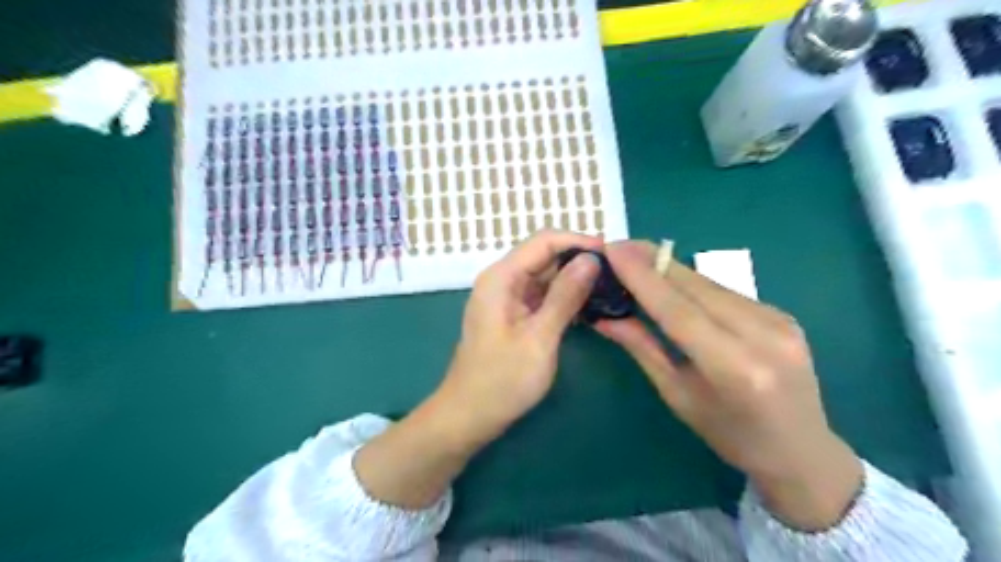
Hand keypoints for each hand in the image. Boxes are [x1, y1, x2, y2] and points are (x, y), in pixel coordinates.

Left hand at [354, 228, 600, 508]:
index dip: (578, 241)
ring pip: (545, 275)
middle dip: (578, 260)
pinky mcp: (513, 313)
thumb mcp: (539, 338)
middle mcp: (502, 279)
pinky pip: (542, 295)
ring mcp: (506, 297)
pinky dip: (563, 297)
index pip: (544, 241)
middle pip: (544, 255)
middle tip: (616, 275)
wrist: (469, 415)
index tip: (612, 254)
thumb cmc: (502, 381)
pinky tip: (588, 306)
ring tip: (609, 289)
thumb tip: (591, 259)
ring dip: (574, 279)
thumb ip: (565, 296)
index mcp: (501, 277)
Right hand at [597, 242, 863, 529]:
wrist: (802, 450)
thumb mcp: (678, 396)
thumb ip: (643, 349)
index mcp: (733, 368)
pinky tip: (673, 283)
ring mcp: (779, 320)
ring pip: (710, 283)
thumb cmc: (729, 435)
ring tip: (638, 260)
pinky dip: (694, 284)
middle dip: (652, 261)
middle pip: (695, 286)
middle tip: (618, 245)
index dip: (642, 276)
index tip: (613, 249)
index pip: (678, 310)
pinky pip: (726, 292)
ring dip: (671, 269)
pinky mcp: (783, 313)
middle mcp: (762, 335)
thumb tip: (605, 318)